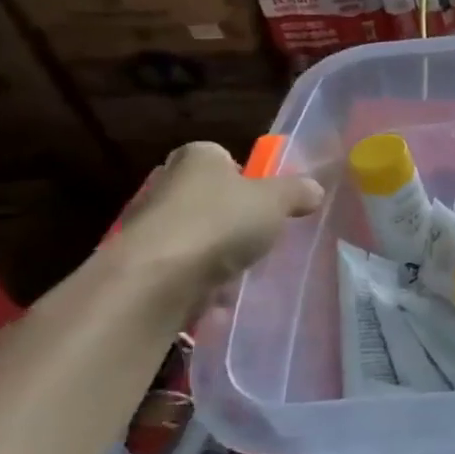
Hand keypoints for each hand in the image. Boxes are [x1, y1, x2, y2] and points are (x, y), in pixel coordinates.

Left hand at [111, 142, 323, 300]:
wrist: (155, 278)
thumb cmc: (220, 222)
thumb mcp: (275, 201)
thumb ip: (297, 192)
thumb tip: (314, 189)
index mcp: (198, 157)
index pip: (223, 157)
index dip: (246, 177)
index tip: (265, 202)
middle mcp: (166, 182)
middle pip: (207, 196)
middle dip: (230, 216)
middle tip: (257, 236)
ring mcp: (148, 223)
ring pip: (193, 234)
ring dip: (214, 252)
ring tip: (240, 271)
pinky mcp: (140, 262)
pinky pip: (179, 268)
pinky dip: (197, 280)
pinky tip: (216, 297)